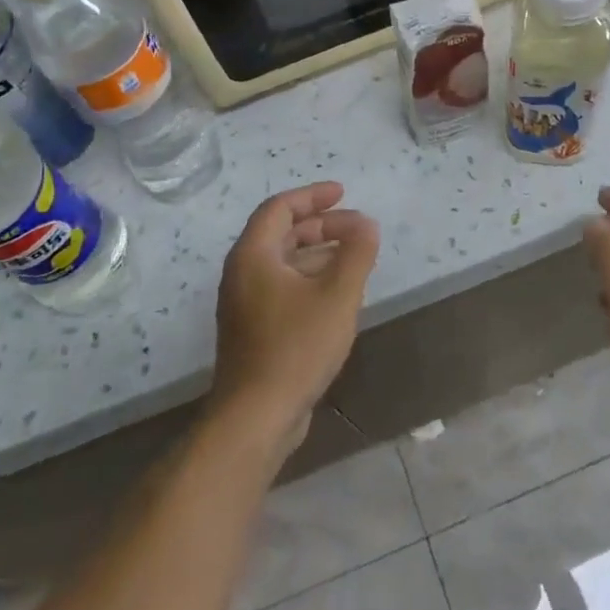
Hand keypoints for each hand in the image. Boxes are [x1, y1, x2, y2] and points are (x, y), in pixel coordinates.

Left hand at [209, 182, 379, 454]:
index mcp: (253, 255)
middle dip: (321, 225)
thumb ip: (356, 253)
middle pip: (282, 233)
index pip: (280, 208)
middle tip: (358, 228)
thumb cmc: (297, 347)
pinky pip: (283, 287)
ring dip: (319, 252)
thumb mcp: (337, 295)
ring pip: (283, 262)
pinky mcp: (254, 329)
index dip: (313, 196)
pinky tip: (337, 293)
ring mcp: (245, 304)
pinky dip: (310, 278)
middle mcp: (242, 273)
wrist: (257, 416)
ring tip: (355, 256)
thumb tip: (367, 225)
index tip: (343, 193)